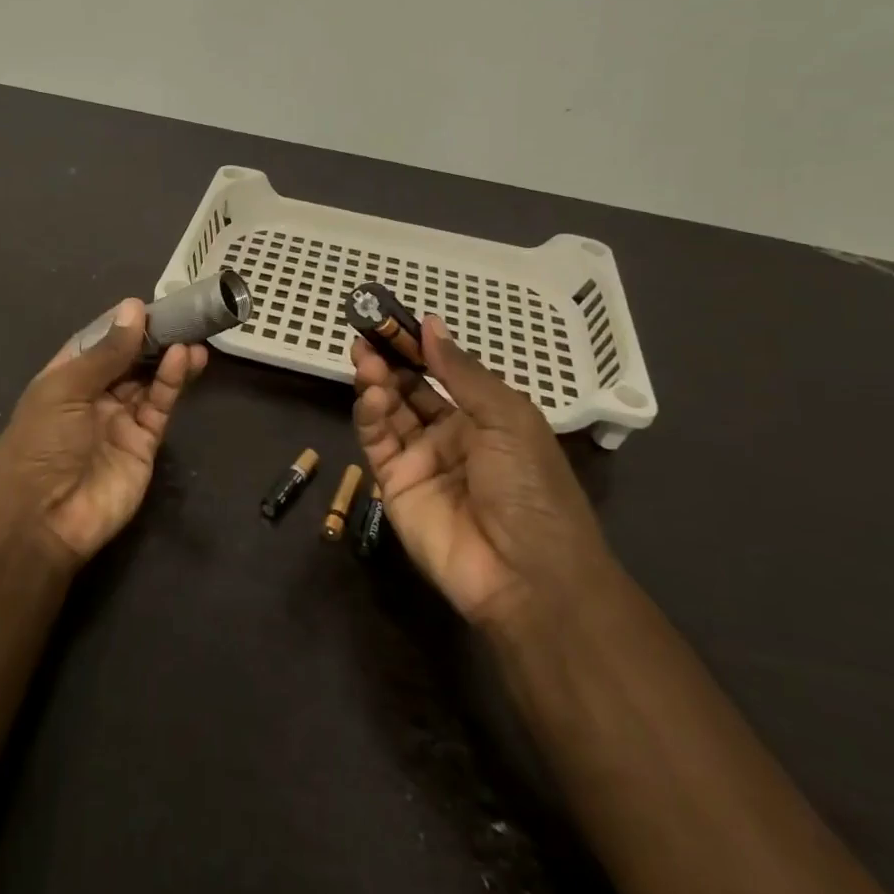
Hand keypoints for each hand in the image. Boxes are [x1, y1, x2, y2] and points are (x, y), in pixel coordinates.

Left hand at [0, 299, 208, 565]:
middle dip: (153, 338)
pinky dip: (172, 383)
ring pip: (149, 381)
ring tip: (192, 335)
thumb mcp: (66, 388)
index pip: (97, 341)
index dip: (122, 324)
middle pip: (128, 360)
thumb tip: (134, 307)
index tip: (150, 304)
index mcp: (65, 378)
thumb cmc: (42, 442)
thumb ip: (106, 351)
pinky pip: (160, 406)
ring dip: (169, 357)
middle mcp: (93, 396)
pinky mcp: (144, 444)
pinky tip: (184, 359)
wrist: (43, 519)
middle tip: (183, 315)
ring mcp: (120, 421)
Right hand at [353, 315, 611, 631]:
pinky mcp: (394, 485)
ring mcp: (420, 461)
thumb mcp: (507, 417)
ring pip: (389, 411)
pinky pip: (377, 442)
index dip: (417, 347)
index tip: (392, 320)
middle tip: (366, 333)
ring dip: (376, 382)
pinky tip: (373, 395)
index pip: (441, 374)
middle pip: (409, 389)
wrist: (528, 573)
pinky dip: (370, 415)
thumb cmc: (530, 485)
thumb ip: (461, 372)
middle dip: (389, 360)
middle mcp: (449, 435)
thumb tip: (431, 324)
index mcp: (484, 418)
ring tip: (363, 358)